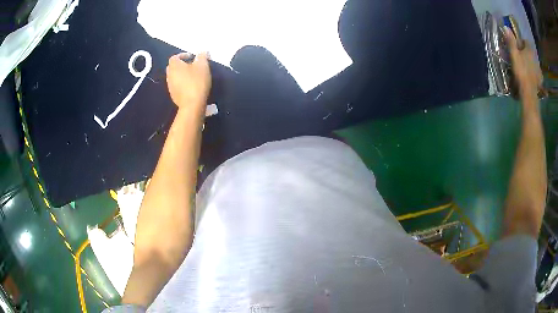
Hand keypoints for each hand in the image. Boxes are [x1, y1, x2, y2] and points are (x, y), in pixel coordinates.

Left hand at [166, 52, 211, 109]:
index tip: (193, 57)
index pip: (175, 57)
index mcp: (174, 65)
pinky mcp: (173, 95)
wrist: (192, 105)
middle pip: (173, 66)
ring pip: (175, 76)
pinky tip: (191, 86)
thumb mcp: (203, 65)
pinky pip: (177, 85)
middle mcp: (169, 75)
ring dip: (182, 74)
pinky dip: (182, 83)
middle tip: (193, 66)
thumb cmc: (196, 82)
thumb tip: (202, 52)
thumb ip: (202, 56)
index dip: (183, 55)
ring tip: (193, 76)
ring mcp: (170, 86)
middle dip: (182, 65)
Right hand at [503, 27, 541, 99]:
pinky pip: (537, 74)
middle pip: (530, 52)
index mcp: (529, 50)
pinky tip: (532, 77)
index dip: (522, 42)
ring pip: (534, 62)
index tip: (518, 46)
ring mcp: (539, 70)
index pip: (526, 41)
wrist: (529, 93)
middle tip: (521, 57)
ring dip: (531, 63)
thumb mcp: (514, 54)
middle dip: (526, 53)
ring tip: (526, 67)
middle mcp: (535, 58)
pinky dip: (535, 73)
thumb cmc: (521, 71)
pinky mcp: (540, 80)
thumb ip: (511, 41)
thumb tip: (507, 27)